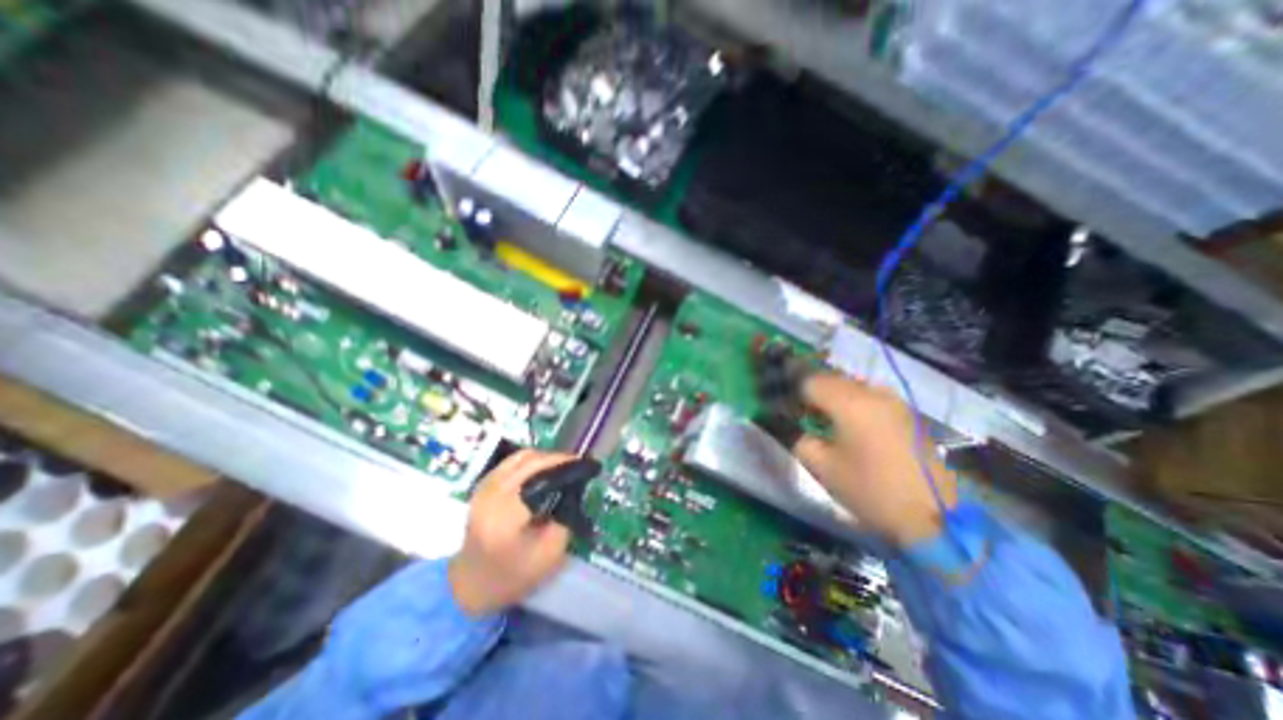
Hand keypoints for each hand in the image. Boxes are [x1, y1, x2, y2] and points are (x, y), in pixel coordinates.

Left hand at [448, 451, 574, 613]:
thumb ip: (565, 517)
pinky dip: (530, 461)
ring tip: (561, 466)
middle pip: (530, 460)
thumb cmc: (512, 575)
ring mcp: (484, 487)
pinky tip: (541, 471)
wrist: (468, 586)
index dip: (564, 464)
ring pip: (520, 457)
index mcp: (507, 512)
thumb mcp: (550, 553)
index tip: (584, 464)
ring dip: (543, 457)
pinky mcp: (482, 486)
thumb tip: (575, 487)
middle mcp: (492, 492)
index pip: (540, 473)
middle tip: (576, 464)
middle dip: (557, 458)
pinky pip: (510, 463)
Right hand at [798, 375, 955, 548]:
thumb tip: (790, 425)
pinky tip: (850, 423)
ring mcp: (895, 401)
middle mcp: (874, 393)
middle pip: (832, 379)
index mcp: (850, 403)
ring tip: (823, 416)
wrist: (934, 518)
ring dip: (833, 395)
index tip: (782, 404)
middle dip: (811, 391)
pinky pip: (871, 397)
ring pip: (852, 386)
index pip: (810, 381)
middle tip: (799, 410)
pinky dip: (853, 402)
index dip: (791, 389)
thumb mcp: (822, 467)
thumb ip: (799, 439)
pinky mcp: (908, 414)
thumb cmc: (871, 491)